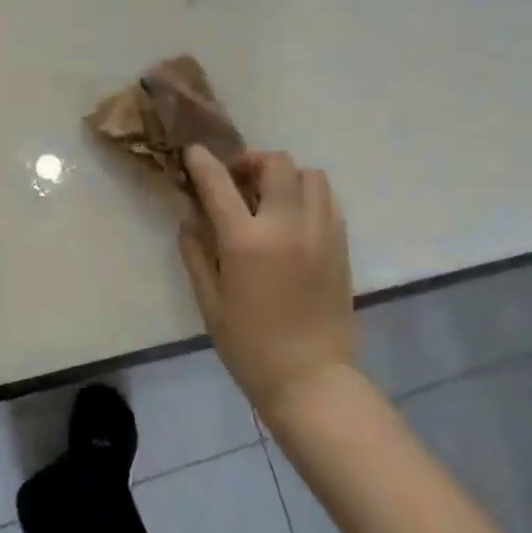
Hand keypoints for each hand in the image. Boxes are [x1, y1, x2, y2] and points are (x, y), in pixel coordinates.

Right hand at [177, 145, 354, 414]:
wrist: (311, 380)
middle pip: (277, 164)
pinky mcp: (341, 247)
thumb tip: (190, 219)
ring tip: (270, 197)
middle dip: (253, 161)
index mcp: (246, 241)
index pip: (219, 183)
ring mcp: (321, 234)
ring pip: (312, 176)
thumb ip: (196, 253)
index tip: (194, 152)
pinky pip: (328, 203)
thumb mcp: (209, 302)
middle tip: (239, 179)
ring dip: (287, 176)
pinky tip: (294, 220)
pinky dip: (309, 198)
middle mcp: (287, 227)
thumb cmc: (249, 346)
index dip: (203, 162)